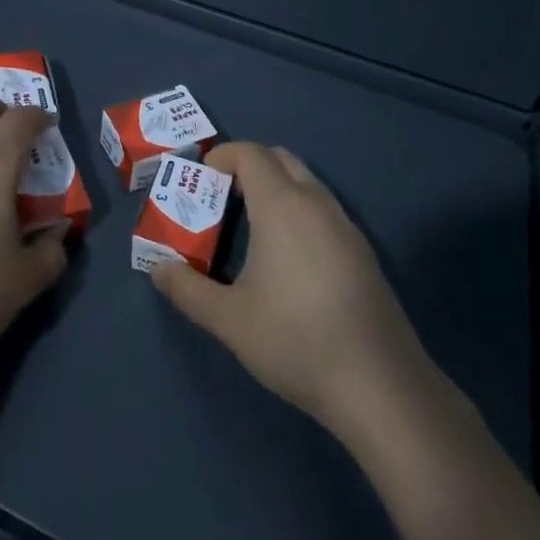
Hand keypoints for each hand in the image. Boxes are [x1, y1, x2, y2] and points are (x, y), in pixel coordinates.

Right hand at [152, 141, 450, 441]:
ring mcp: (345, 226)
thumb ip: (187, 289)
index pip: (251, 154)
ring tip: (252, 228)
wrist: (380, 385)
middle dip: (249, 167)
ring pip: (306, 183)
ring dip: (277, 188)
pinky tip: (289, 258)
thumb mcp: (229, 320)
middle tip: (223, 199)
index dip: (223, 156)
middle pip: (281, 159)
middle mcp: (316, 203)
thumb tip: (158, 269)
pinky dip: (299, 211)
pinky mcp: (363, 252)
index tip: (202, 180)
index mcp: (282, 205)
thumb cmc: (296, 340)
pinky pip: (324, 209)